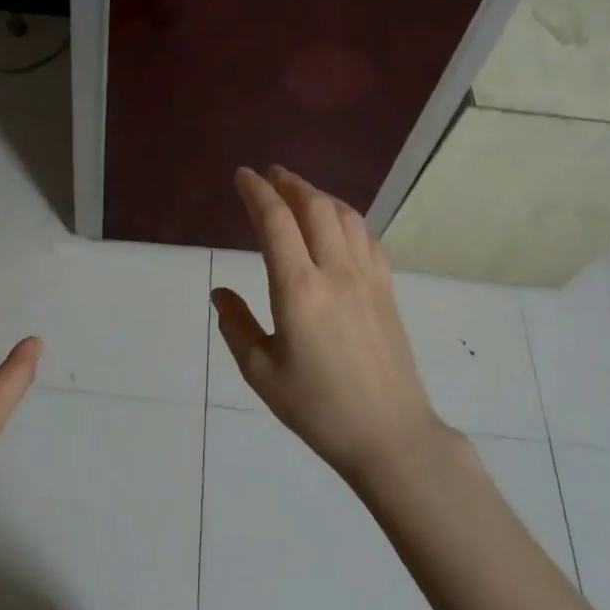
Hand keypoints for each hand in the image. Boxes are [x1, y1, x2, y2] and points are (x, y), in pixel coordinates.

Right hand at [212, 167, 448, 485]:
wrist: (390, 435)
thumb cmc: (318, 409)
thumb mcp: (261, 373)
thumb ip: (236, 326)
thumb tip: (220, 293)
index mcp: (298, 289)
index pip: (275, 221)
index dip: (256, 191)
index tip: (242, 176)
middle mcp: (335, 272)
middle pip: (314, 207)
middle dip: (289, 183)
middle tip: (269, 174)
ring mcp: (367, 278)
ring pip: (345, 216)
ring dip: (319, 195)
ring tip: (299, 193)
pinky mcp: (387, 290)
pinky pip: (367, 237)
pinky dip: (347, 217)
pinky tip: (338, 223)